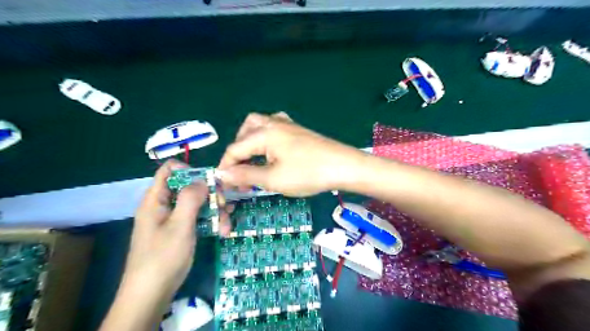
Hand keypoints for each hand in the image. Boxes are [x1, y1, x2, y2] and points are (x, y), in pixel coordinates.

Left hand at [125, 160, 230, 299]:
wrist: (153, 293)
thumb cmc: (163, 257)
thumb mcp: (179, 225)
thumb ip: (190, 198)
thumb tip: (202, 179)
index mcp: (157, 199)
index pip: (169, 170)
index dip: (188, 169)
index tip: (208, 180)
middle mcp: (166, 205)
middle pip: (189, 187)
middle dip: (210, 194)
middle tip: (224, 204)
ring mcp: (175, 219)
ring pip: (198, 204)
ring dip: (215, 211)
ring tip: (226, 225)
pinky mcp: (183, 230)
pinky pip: (199, 218)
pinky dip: (212, 222)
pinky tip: (224, 230)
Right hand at [218, 113, 364, 194]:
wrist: (344, 166)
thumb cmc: (308, 173)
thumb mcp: (273, 179)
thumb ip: (245, 175)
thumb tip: (223, 174)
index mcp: (264, 133)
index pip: (235, 148)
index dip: (227, 166)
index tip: (225, 184)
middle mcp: (273, 123)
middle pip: (245, 130)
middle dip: (238, 150)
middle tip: (241, 170)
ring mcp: (288, 125)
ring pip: (260, 125)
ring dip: (251, 141)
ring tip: (254, 160)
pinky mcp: (299, 130)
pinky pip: (275, 128)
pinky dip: (267, 138)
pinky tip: (273, 151)